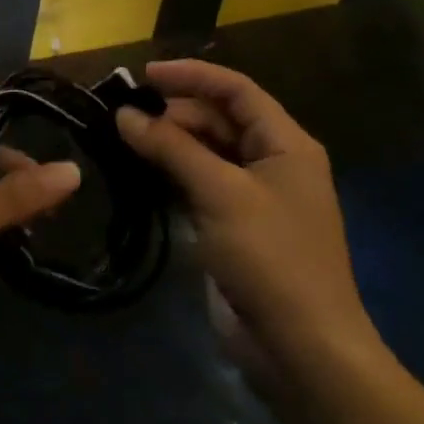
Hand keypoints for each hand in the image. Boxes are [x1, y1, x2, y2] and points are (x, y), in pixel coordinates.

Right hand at [115, 60, 381, 395]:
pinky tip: (139, 173)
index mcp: (286, 144)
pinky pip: (200, 185)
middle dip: (174, 112)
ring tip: (122, 139)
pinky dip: (172, 174)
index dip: (192, 76)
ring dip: (169, 143)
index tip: (144, 76)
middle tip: (123, 115)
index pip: (236, 90)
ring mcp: (254, 197)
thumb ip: (171, 148)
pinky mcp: (235, 226)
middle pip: (219, 119)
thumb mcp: (219, 193)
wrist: (301, 348)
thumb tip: (124, 115)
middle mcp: (273, 163)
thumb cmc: (270, 258)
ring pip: (206, 152)